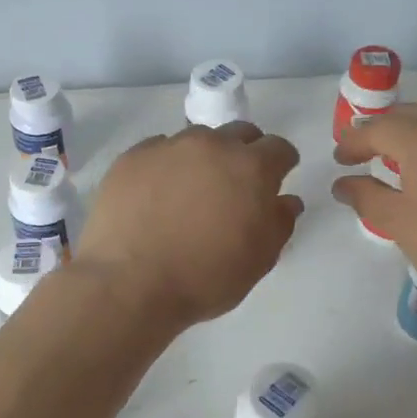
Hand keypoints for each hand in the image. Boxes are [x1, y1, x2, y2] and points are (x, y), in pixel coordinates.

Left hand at [76, 123, 303, 328]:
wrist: (130, 283)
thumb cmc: (205, 278)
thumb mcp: (259, 260)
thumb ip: (279, 223)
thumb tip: (286, 200)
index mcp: (251, 168)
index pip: (279, 148)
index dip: (281, 163)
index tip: (276, 179)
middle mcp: (211, 145)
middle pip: (239, 133)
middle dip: (245, 153)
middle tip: (236, 184)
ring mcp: (168, 147)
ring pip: (197, 139)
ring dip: (203, 158)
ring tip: (191, 191)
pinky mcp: (131, 157)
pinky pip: (158, 151)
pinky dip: (166, 167)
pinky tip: (156, 195)